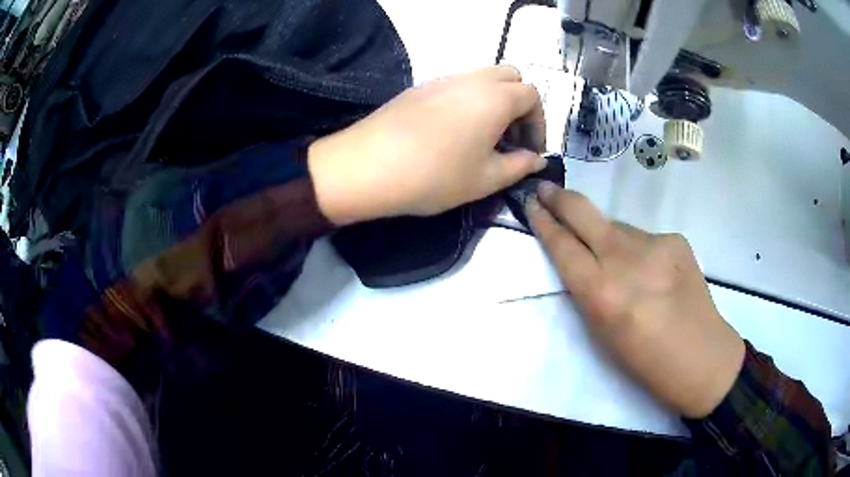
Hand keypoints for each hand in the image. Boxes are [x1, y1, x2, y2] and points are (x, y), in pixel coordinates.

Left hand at [308, 65, 546, 224]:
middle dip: (519, 104)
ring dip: (493, 101)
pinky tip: (452, 132)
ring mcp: (442, 79)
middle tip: (510, 137)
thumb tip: (536, 160)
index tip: (529, 150)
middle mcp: (472, 79)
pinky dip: (468, 100)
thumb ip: (519, 166)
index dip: (538, 123)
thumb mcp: (486, 179)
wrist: (367, 166)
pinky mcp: (420, 88)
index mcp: (495, 97)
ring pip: (481, 78)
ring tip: (482, 137)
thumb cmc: (434, 175)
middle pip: (510, 77)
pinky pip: (456, 85)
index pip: (532, 96)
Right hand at [528, 183, 744, 418]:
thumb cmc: (645, 361)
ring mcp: (655, 244)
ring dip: (608, 237)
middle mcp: (626, 260)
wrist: (702, 357)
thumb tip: (584, 256)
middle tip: (546, 189)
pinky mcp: (676, 239)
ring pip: (617, 227)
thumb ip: (588, 289)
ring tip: (620, 265)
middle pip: (584, 214)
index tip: (531, 204)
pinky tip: (653, 272)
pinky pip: (644, 238)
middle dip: (560, 199)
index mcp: (602, 294)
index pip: (563, 246)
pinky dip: (639, 250)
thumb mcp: (602, 333)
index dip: (543, 222)